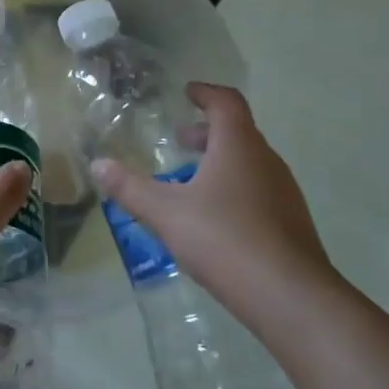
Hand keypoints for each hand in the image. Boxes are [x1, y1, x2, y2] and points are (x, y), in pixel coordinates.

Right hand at [89, 83, 338, 335]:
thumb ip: (129, 188)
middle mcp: (266, 161)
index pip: (226, 102)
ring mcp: (284, 193)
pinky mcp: (291, 223)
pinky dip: (235, 189)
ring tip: (191, 182)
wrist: (290, 296)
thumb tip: (97, 165)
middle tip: (180, 140)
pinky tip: (215, 219)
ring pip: (249, 163)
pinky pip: (259, 191)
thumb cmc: (224, 239)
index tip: (187, 92)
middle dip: (207, 132)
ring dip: (221, 162)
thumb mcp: (165, 212)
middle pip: (238, 132)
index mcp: (238, 146)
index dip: (206, 93)